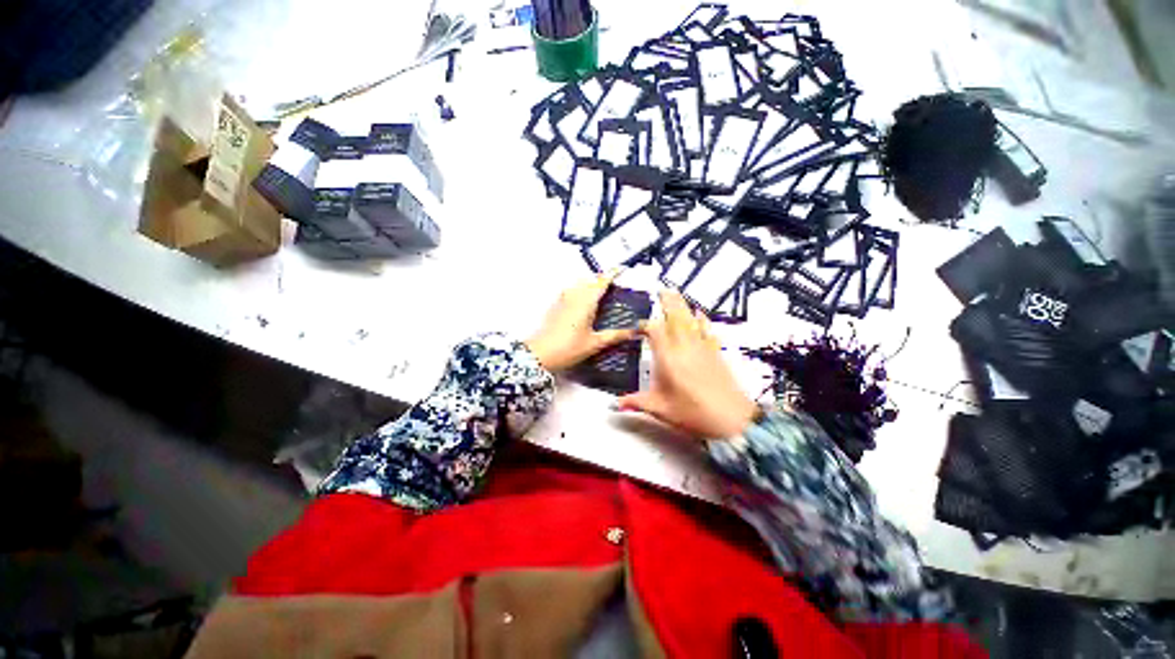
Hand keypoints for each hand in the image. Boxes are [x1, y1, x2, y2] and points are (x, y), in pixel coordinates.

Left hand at [526, 271, 639, 371]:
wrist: (540, 354)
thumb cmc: (568, 348)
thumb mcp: (595, 343)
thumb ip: (615, 335)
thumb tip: (634, 331)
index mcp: (586, 301)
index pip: (602, 282)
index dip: (613, 274)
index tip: (621, 268)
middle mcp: (574, 296)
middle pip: (590, 281)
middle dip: (602, 280)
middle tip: (613, 286)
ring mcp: (562, 300)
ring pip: (579, 285)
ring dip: (589, 285)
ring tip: (599, 295)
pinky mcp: (555, 306)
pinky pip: (570, 292)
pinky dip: (579, 292)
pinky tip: (582, 305)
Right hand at [616, 290, 757, 439]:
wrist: (733, 420)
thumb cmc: (692, 414)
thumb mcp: (660, 410)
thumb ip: (635, 403)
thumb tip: (613, 405)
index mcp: (668, 358)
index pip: (655, 330)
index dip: (645, 325)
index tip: (636, 328)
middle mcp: (685, 346)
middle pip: (675, 316)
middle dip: (668, 301)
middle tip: (661, 289)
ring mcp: (702, 347)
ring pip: (691, 319)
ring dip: (683, 305)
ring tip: (676, 294)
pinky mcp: (716, 352)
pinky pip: (707, 329)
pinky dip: (702, 319)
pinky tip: (700, 314)